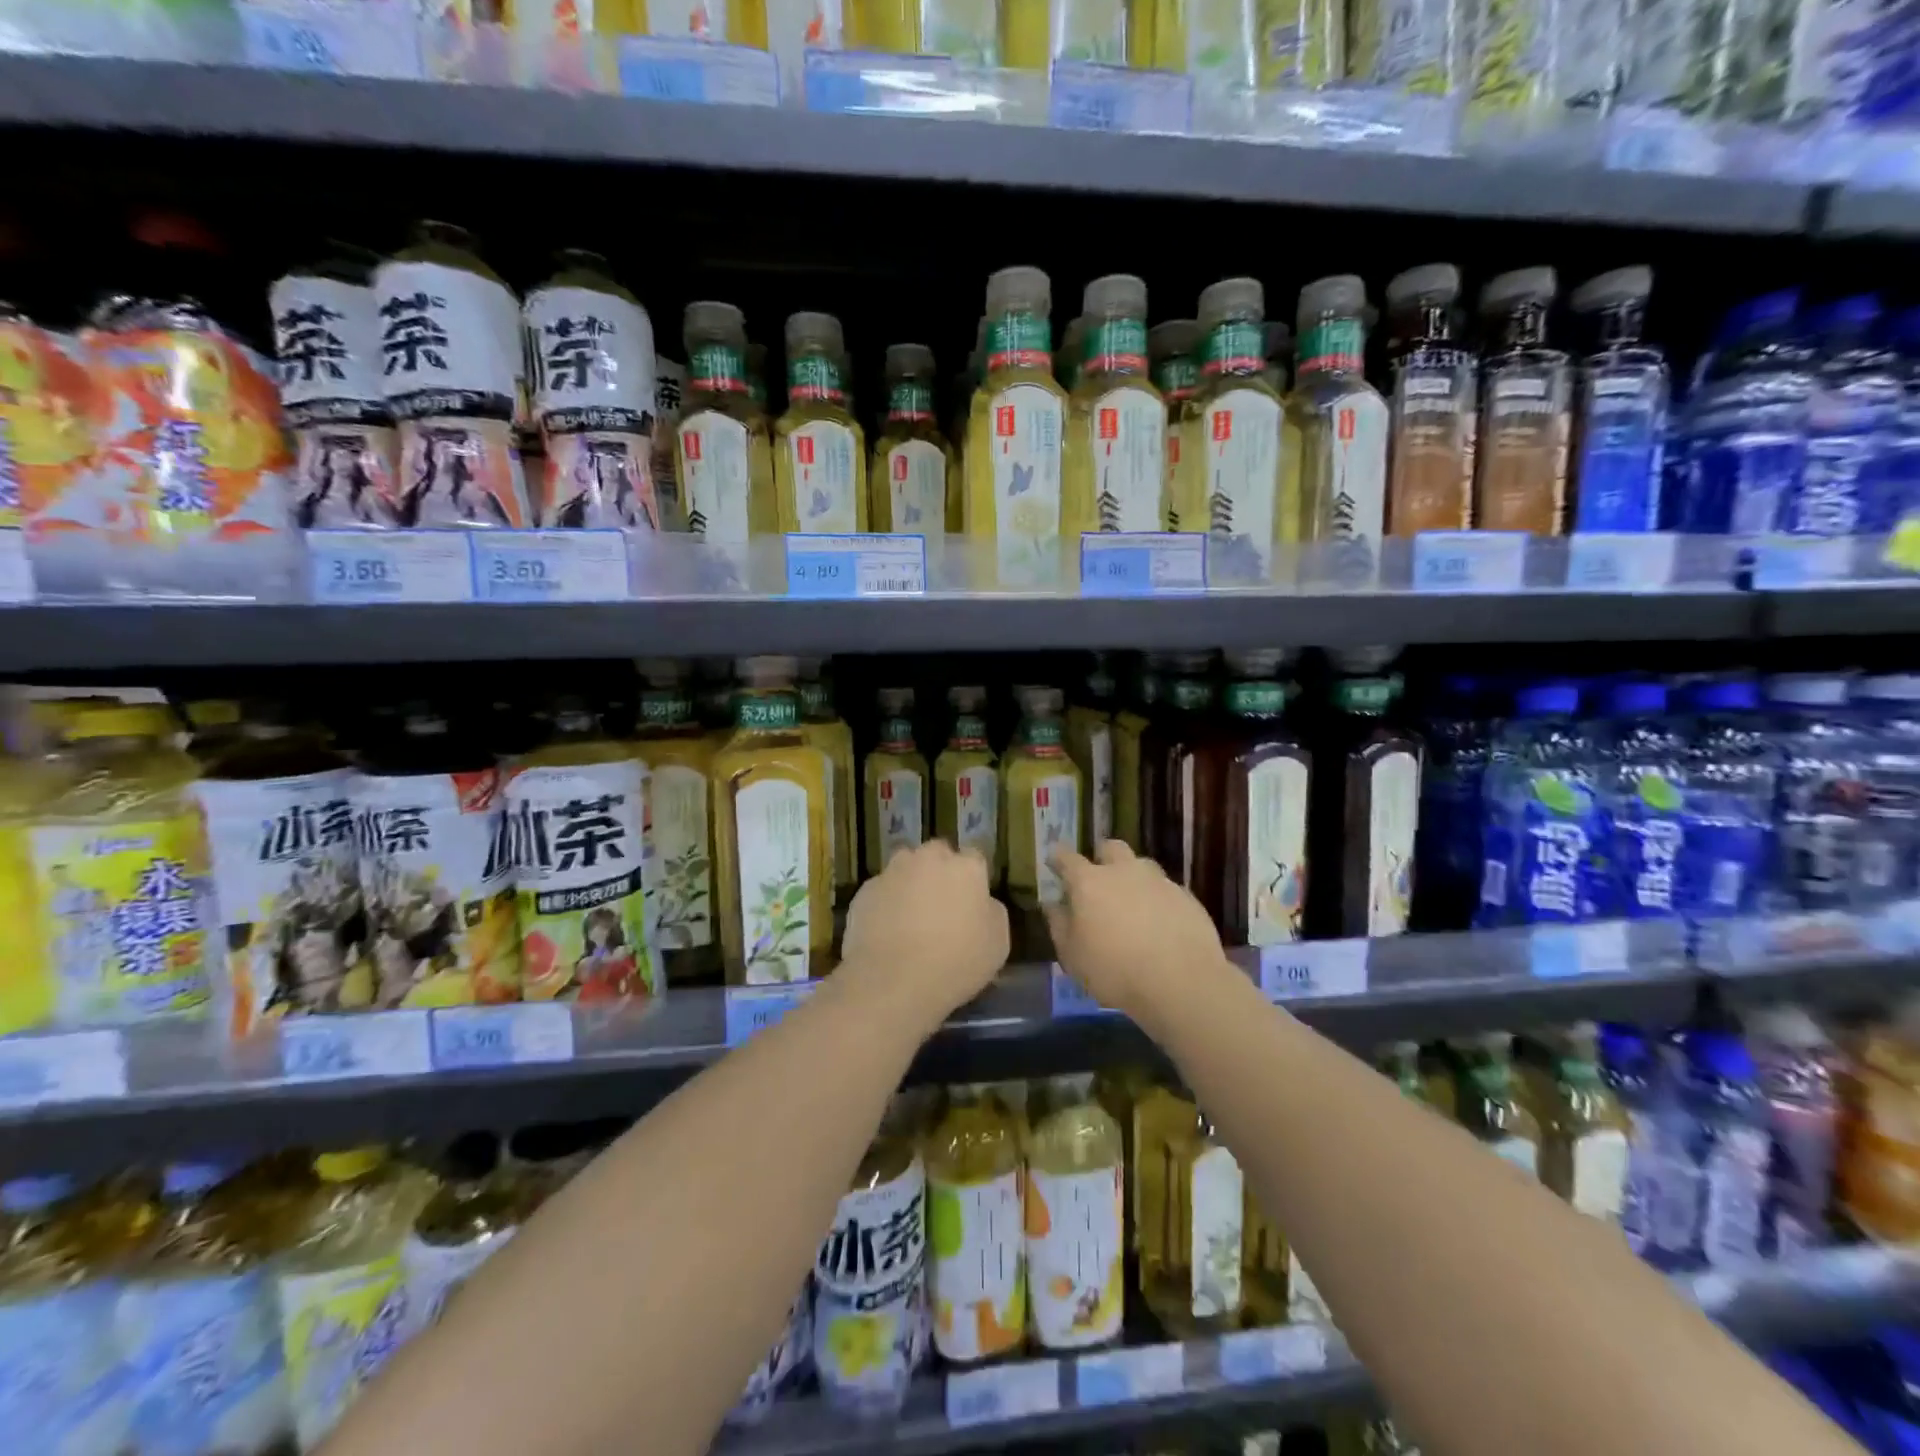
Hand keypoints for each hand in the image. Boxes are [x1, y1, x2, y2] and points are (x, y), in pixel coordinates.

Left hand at [842, 840, 1008, 1022]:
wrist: (893, 981)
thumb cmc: (956, 962)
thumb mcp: (998, 943)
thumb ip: (991, 912)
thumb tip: (981, 903)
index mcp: (966, 867)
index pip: (975, 858)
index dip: (972, 880)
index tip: (970, 902)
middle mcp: (928, 858)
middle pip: (937, 856)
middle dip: (939, 873)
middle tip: (940, 907)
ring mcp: (892, 872)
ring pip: (905, 870)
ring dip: (910, 885)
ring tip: (909, 921)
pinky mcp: (864, 891)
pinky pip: (881, 893)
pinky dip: (885, 905)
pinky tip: (886, 934)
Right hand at [1046, 841, 1226, 1024]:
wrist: (1182, 983)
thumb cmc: (1114, 971)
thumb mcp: (1072, 956)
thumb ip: (1059, 925)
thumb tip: (1053, 904)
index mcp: (1089, 882)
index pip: (1067, 858)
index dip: (1058, 858)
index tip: (1054, 862)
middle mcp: (1124, 871)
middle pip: (1110, 848)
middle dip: (1101, 857)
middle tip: (1098, 879)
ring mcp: (1159, 881)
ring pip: (1142, 866)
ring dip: (1133, 877)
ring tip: (1132, 904)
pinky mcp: (1187, 897)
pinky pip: (1166, 890)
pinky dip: (1158, 900)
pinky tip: (1160, 924)